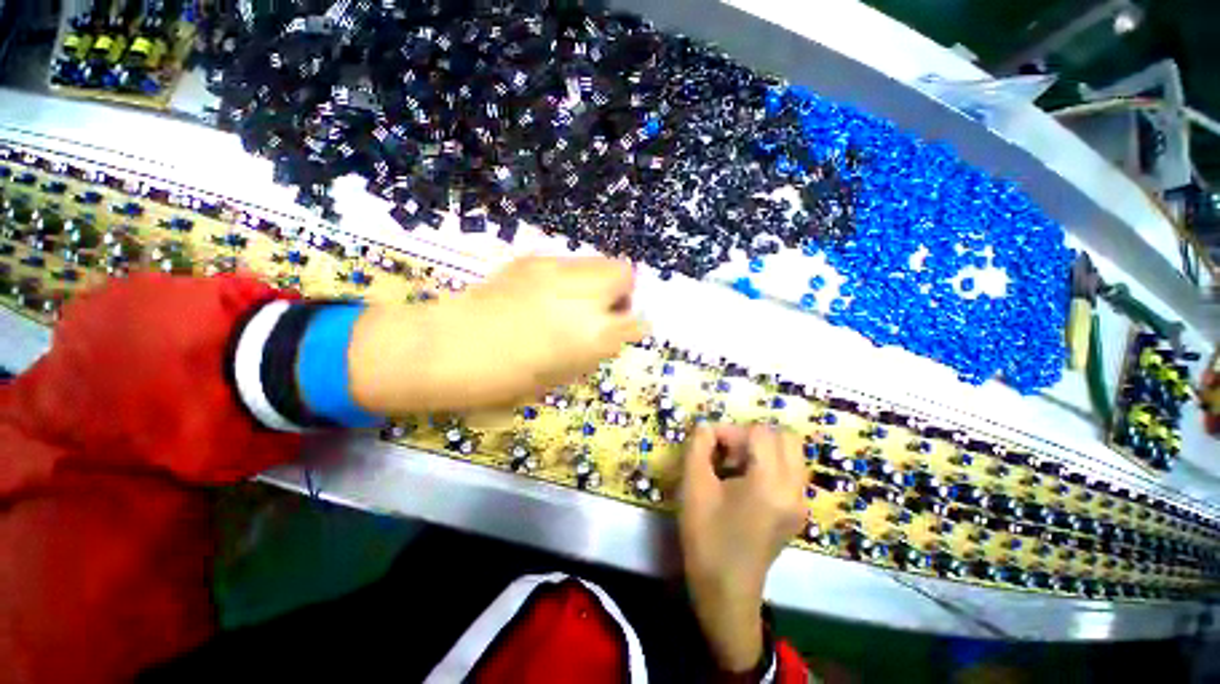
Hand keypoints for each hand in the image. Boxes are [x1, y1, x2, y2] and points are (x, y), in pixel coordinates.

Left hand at [348, 256, 646, 413]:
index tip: (625, 331)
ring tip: (576, 301)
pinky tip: (548, 295)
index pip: (635, 321)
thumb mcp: (561, 378)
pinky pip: (569, 264)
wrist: (447, 349)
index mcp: (591, 335)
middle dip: (622, 293)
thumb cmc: (505, 380)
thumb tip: (608, 335)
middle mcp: (581, 296)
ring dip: (598, 281)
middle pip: (624, 274)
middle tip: (603, 311)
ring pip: (599, 261)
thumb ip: (592, 352)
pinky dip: (571, 278)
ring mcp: (556, 271)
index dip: (635, 326)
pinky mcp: (534, 260)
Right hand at [679, 423, 806, 672]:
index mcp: (771, 484)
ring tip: (735, 466)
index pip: (760, 432)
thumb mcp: (694, 486)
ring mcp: (801, 502)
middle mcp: (795, 490)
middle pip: (786, 437)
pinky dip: (768, 463)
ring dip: (762, 448)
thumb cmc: (706, 537)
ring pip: (790, 452)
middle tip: (727, 452)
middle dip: (752, 435)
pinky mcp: (798, 511)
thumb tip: (706, 427)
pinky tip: (744, 482)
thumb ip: (698, 447)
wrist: (725, 590)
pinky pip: (789, 470)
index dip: (731, 431)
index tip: (709, 445)